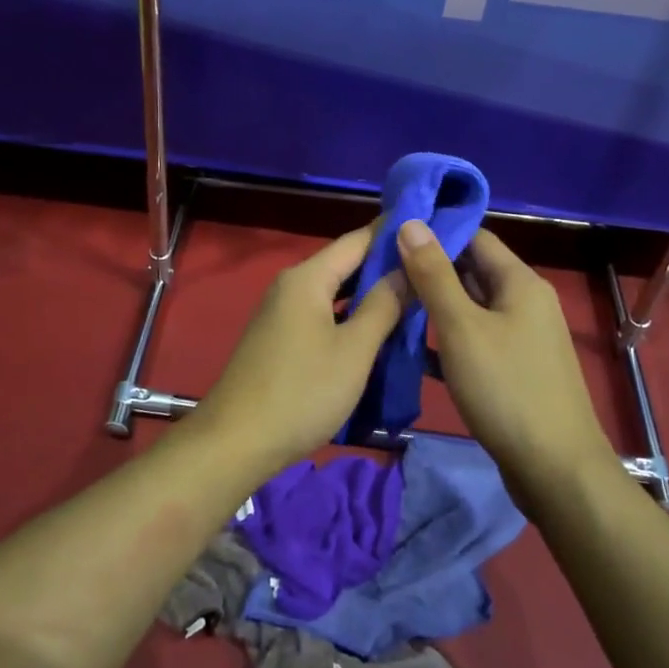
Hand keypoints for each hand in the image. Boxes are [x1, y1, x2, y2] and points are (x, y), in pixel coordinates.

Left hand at [190, 225, 405, 480]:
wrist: (237, 441)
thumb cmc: (302, 391)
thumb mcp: (354, 350)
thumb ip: (383, 305)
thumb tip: (406, 269)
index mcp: (307, 277)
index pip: (357, 240)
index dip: (393, 233)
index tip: (430, 226)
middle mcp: (291, 285)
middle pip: (345, 263)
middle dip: (386, 265)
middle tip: (431, 267)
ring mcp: (282, 311)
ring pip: (335, 291)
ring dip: (369, 293)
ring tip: (414, 294)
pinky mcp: (280, 337)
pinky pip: (323, 313)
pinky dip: (350, 314)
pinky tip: (375, 327)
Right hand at [395, 221, 609, 500]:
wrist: (556, 472)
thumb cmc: (507, 389)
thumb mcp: (461, 327)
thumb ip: (434, 274)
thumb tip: (411, 222)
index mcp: (520, 282)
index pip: (474, 236)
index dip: (435, 231)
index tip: (393, 234)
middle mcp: (525, 302)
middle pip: (472, 270)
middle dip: (430, 269)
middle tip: (383, 270)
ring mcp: (522, 338)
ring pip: (471, 307)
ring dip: (435, 305)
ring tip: (390, 302)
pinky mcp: (515, 369)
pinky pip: (475, 339)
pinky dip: (447, 339)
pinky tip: (413, 348)